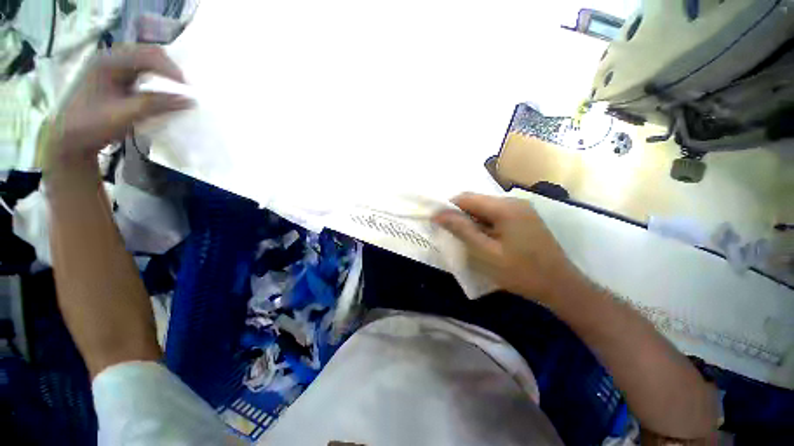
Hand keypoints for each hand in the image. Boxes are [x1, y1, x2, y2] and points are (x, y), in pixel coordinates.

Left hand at [44, 45, 191, 177]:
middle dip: (169, 70)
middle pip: (148, 54)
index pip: (149, 56)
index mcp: (109, 61)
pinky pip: (141, 72)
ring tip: (175, 91)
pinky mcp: (114, 78)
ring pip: (146, 63)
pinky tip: (160, 93)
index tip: (188, 90)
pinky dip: (154, 81)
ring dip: (162, 76)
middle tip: (183, 89)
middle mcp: (111, 58)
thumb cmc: (94, 124)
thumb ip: (157, 104)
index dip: (172, 70)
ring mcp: (111, 67)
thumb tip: (189, 100)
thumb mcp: (126, 114)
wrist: (69, 138)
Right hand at [433, 193, 584, 301]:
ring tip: (467, 241)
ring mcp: (521, 210)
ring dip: (472, 222)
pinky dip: (484, 225)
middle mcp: (513, 202)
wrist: (561, 287)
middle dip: (460, 216)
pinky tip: (484, 241)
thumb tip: (438, 214)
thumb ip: (461, 230)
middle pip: (476, 202)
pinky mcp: (524, 219)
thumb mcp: (485, 252)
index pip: (466, 198)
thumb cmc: (520, 272)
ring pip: (485, 209)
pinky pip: (496, 216)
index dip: (449, 208)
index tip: (438, 224)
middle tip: (452, 236)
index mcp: (504, 207)